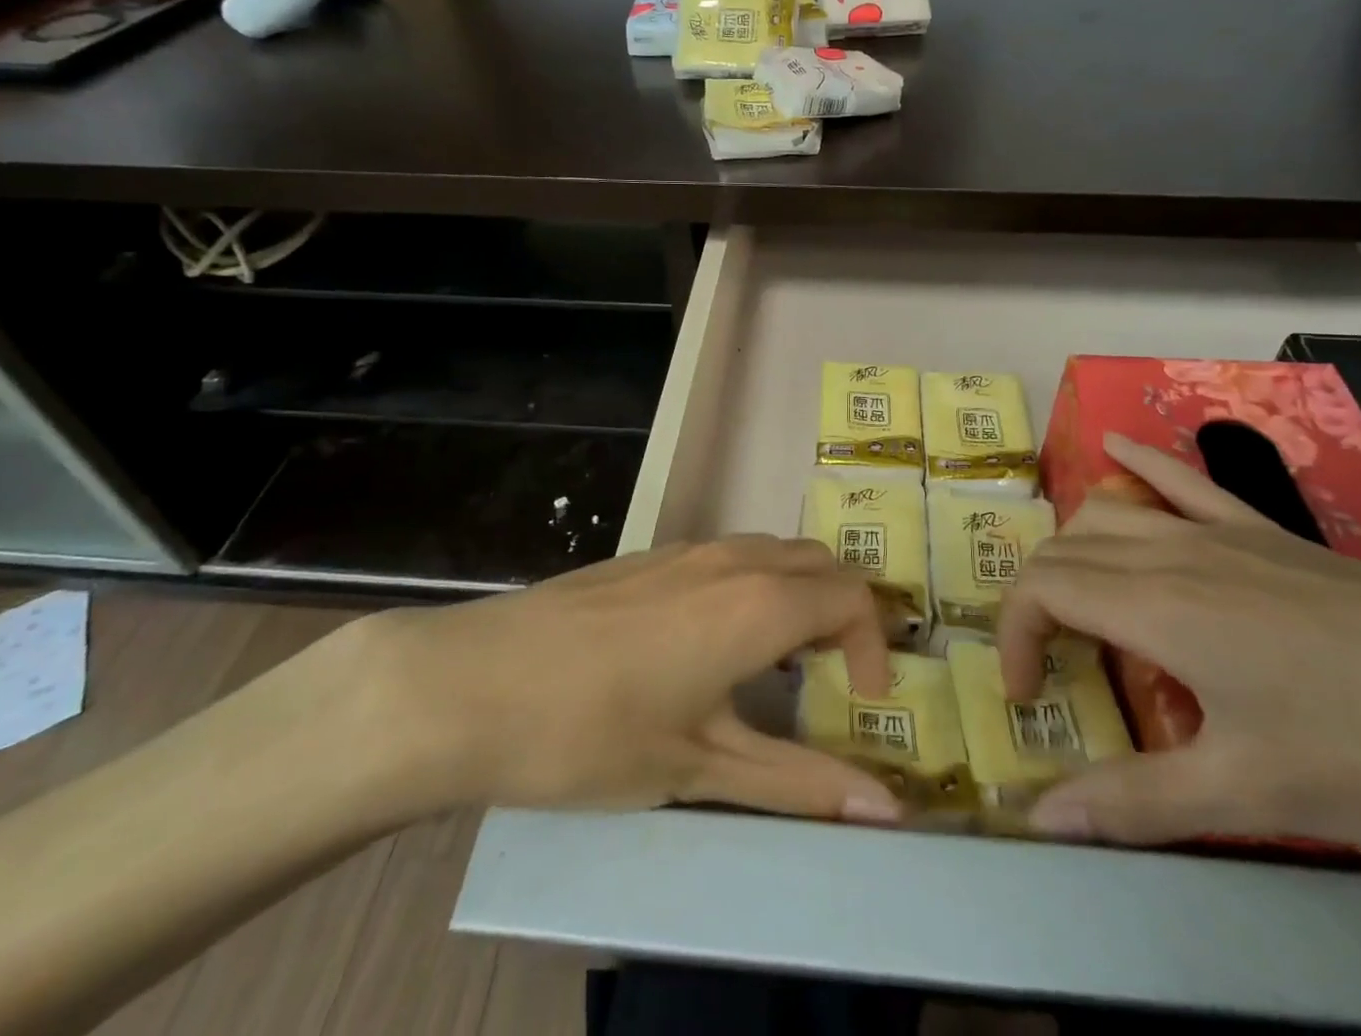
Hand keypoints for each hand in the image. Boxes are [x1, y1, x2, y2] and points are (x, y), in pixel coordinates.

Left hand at [323, 537, 903, 825]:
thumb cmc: (593, 733)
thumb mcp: (701, 768)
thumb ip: (799, 782)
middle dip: (845, 614)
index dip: (875, 646)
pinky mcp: (650, 555)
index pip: (854, 597)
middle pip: (823, 563)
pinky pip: (732, 555)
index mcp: (760, 602)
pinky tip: (712, 643)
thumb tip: (888, 811)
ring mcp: (688, 549)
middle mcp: (734, 558)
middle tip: (831, 680)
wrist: (472, 683)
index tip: (863, 701)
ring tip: (778, 664)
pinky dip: (757, 585)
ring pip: (776, 552)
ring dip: (800, 596)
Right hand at [999, 434, 1360, 859]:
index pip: (1041, 589)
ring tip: (1077, 601)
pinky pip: (1183, 479)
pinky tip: (1115, 446)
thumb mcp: (1250, 795)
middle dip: (1034, 600)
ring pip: (1108, 512)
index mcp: (1154, 607)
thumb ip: (1135, 802)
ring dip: (1071, 548)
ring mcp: (1219, 532)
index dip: (1014, 634)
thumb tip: (1041, 819)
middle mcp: (1170, 553)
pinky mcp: (1263, 530)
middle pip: (1064, 549)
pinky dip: (1138, 462)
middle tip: (1053, 665)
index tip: (1029, 693)